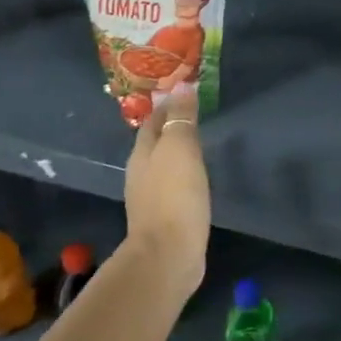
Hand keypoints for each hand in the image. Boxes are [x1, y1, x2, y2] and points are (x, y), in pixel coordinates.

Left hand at [123, 88, 208, 291]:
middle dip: (171, 125)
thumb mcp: (180, 148)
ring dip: (177, 150)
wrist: (169, 255)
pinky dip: (184, 173)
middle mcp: (141, 172)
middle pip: (155, 141)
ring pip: (164, 163)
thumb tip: (181, 85)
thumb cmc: (174, 196)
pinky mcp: (165, 217)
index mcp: (142, 153)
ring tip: (199, 140)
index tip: (186, 90)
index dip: (167, 104)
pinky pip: (174, 185)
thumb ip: (180, 117)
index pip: (153, 120)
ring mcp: (151, 197)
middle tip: (196, 112)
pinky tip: (197, 176)